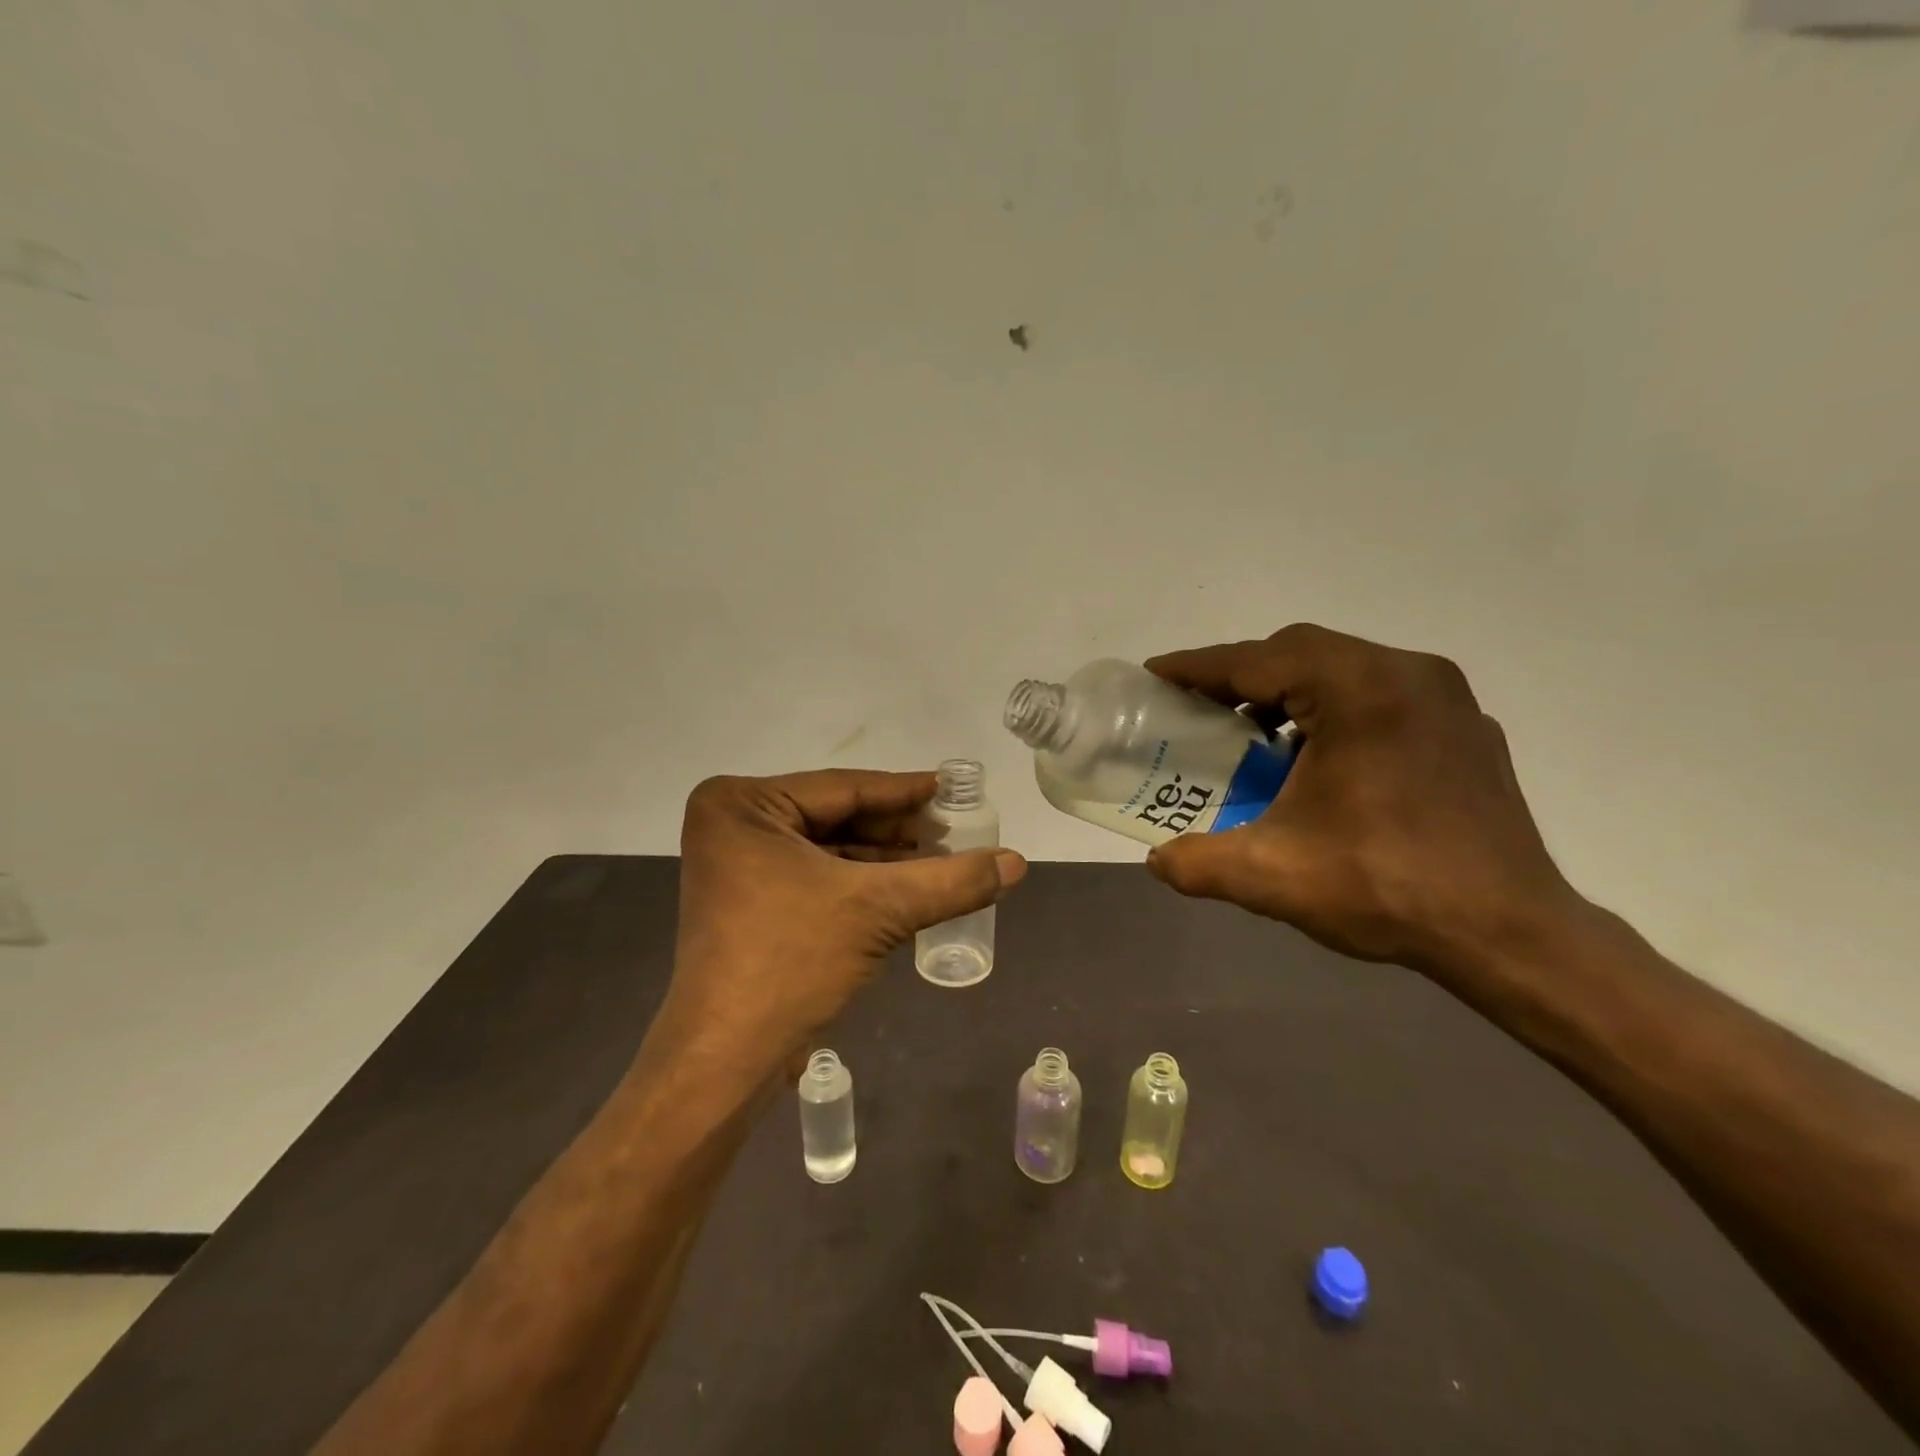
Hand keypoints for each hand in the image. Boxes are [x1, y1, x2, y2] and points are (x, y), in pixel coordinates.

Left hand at [664, 770, 1026, 1068]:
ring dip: (886, 858)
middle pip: (838, 816)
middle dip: (899, 830)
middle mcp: (734, 824)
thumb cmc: (790, 962)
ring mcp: (739, 865)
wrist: (726, 1059)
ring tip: (944, 859)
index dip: (907, 791)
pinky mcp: (750, 900)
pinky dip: (863, 883)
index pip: (845, 788)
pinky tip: (910, 887)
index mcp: (743, 804)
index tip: (955, 788)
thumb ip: (951, 880)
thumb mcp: (878, 910)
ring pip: (831, 848)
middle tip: (957, 830)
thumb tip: (1018, 862)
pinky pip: (817, 875)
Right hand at [1143, 624, 1581, 979]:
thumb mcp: (1270, 876)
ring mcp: (1444, 697)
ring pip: (1343, 668)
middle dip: (1241, 675)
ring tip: (1252, 732)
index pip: (1257, 661)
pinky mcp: (1464, 727)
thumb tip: (1156, 860)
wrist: (1510, 935)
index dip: (1197, 667)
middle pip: (1300, 652)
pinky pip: (1380, 695)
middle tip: (1198, 707)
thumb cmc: (1385, 889)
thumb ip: (1196, 863)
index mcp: (1357, 691)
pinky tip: (1316, 757)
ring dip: (1289, 690)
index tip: (1155, 673)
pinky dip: (1333, 708)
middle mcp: (1406, 674)